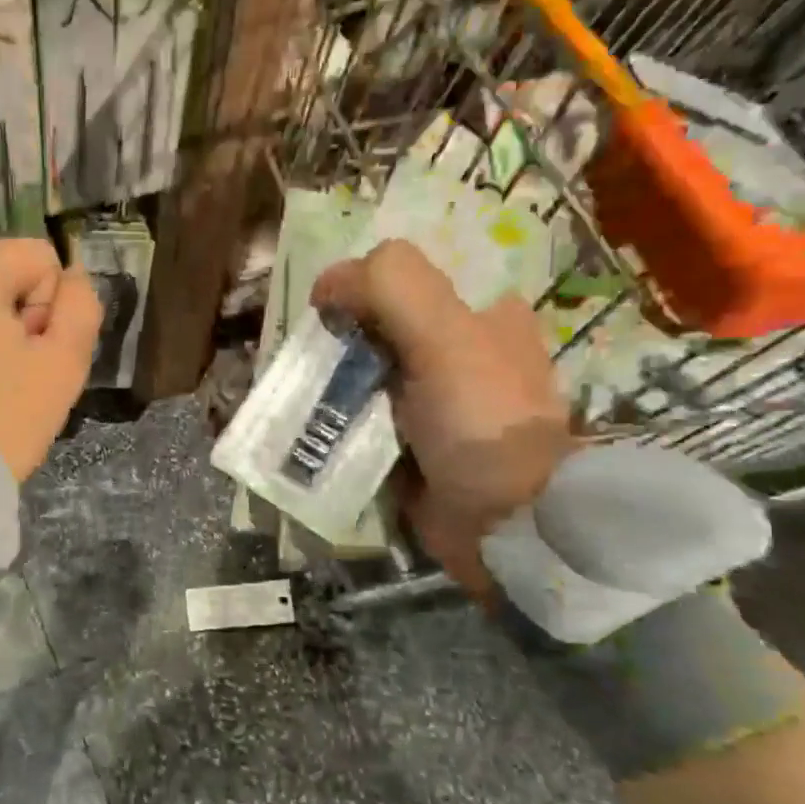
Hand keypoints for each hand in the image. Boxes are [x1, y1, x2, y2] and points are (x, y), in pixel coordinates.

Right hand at [312, 240, 571, 593]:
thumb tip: (325, 286)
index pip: (405, 280)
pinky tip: (309, 424)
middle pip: (378, 327)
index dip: (360, 287)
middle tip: (310, 360)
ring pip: (363, 373)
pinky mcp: (409, 445)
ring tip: (299, 394)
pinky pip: (360, 419)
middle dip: (338, 338)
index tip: (329, 315)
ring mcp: (431, 403)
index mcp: (479, 315)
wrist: (504, 523)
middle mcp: (456, 354)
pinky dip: (333, 420)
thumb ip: (390, 286)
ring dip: (328, 382)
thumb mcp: (444, 335)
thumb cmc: (480, 419)